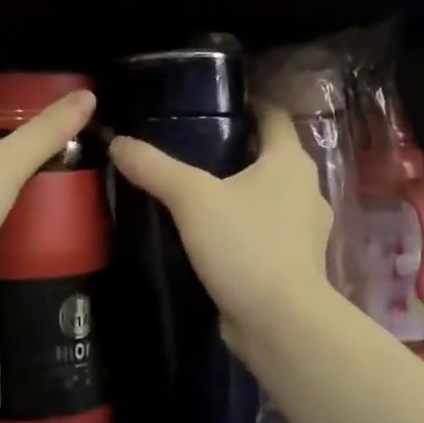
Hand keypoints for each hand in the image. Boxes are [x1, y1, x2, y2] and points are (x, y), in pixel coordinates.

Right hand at [108, 100, 335, 338]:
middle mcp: (306, 188)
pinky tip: (213, 233)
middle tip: (191, 145)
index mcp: (290, 161)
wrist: (280, 322)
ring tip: (197, 190)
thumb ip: (154, 167)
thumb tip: (117, 141)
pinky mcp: (296, 261)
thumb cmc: (245, 244)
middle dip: (237, 148)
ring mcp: (305, 228)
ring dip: (241, 190)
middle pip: (270, 155)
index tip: (213, 101)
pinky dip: (244, 225)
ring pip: (269, 194)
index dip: (247, 103)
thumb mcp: (192, 198)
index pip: (273, 115)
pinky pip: (266, 229)